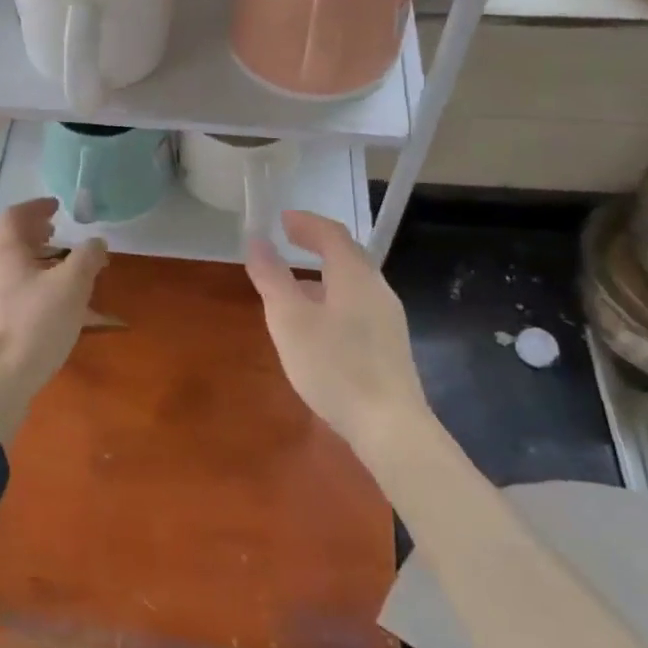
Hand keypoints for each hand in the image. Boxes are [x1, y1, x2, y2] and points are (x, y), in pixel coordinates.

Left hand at [0, 198, 107, 443]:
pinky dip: (31, 287)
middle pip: (11, 241)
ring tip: (62, 271)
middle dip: (37, 235)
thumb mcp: (72, 287)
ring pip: (11, 269)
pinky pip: (10, 293)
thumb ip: (87, 258)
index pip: (15, 215)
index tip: (58, 207)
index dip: (37, 206)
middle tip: (60, 235)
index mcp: (4, 251)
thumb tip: (96, 242)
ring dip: (36, 262)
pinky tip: (51, 308)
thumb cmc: (34, 326)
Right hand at [245, 211, 426, 465]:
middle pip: (348, 255)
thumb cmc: (335, 365)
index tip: (281, 220)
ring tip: (294, 284)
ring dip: (323, 273)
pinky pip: (358, 305)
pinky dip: (333, 297)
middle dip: (316, 245)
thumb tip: (257, 241)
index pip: (332, 233)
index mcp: (355, 275)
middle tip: (288, 241)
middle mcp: (377, 289)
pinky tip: (317, 324)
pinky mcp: (389, 346)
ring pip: (353, 283)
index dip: (306, 222)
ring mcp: (388, 319)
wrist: (390, 427)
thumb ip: (272, 278)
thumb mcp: (290, 319)